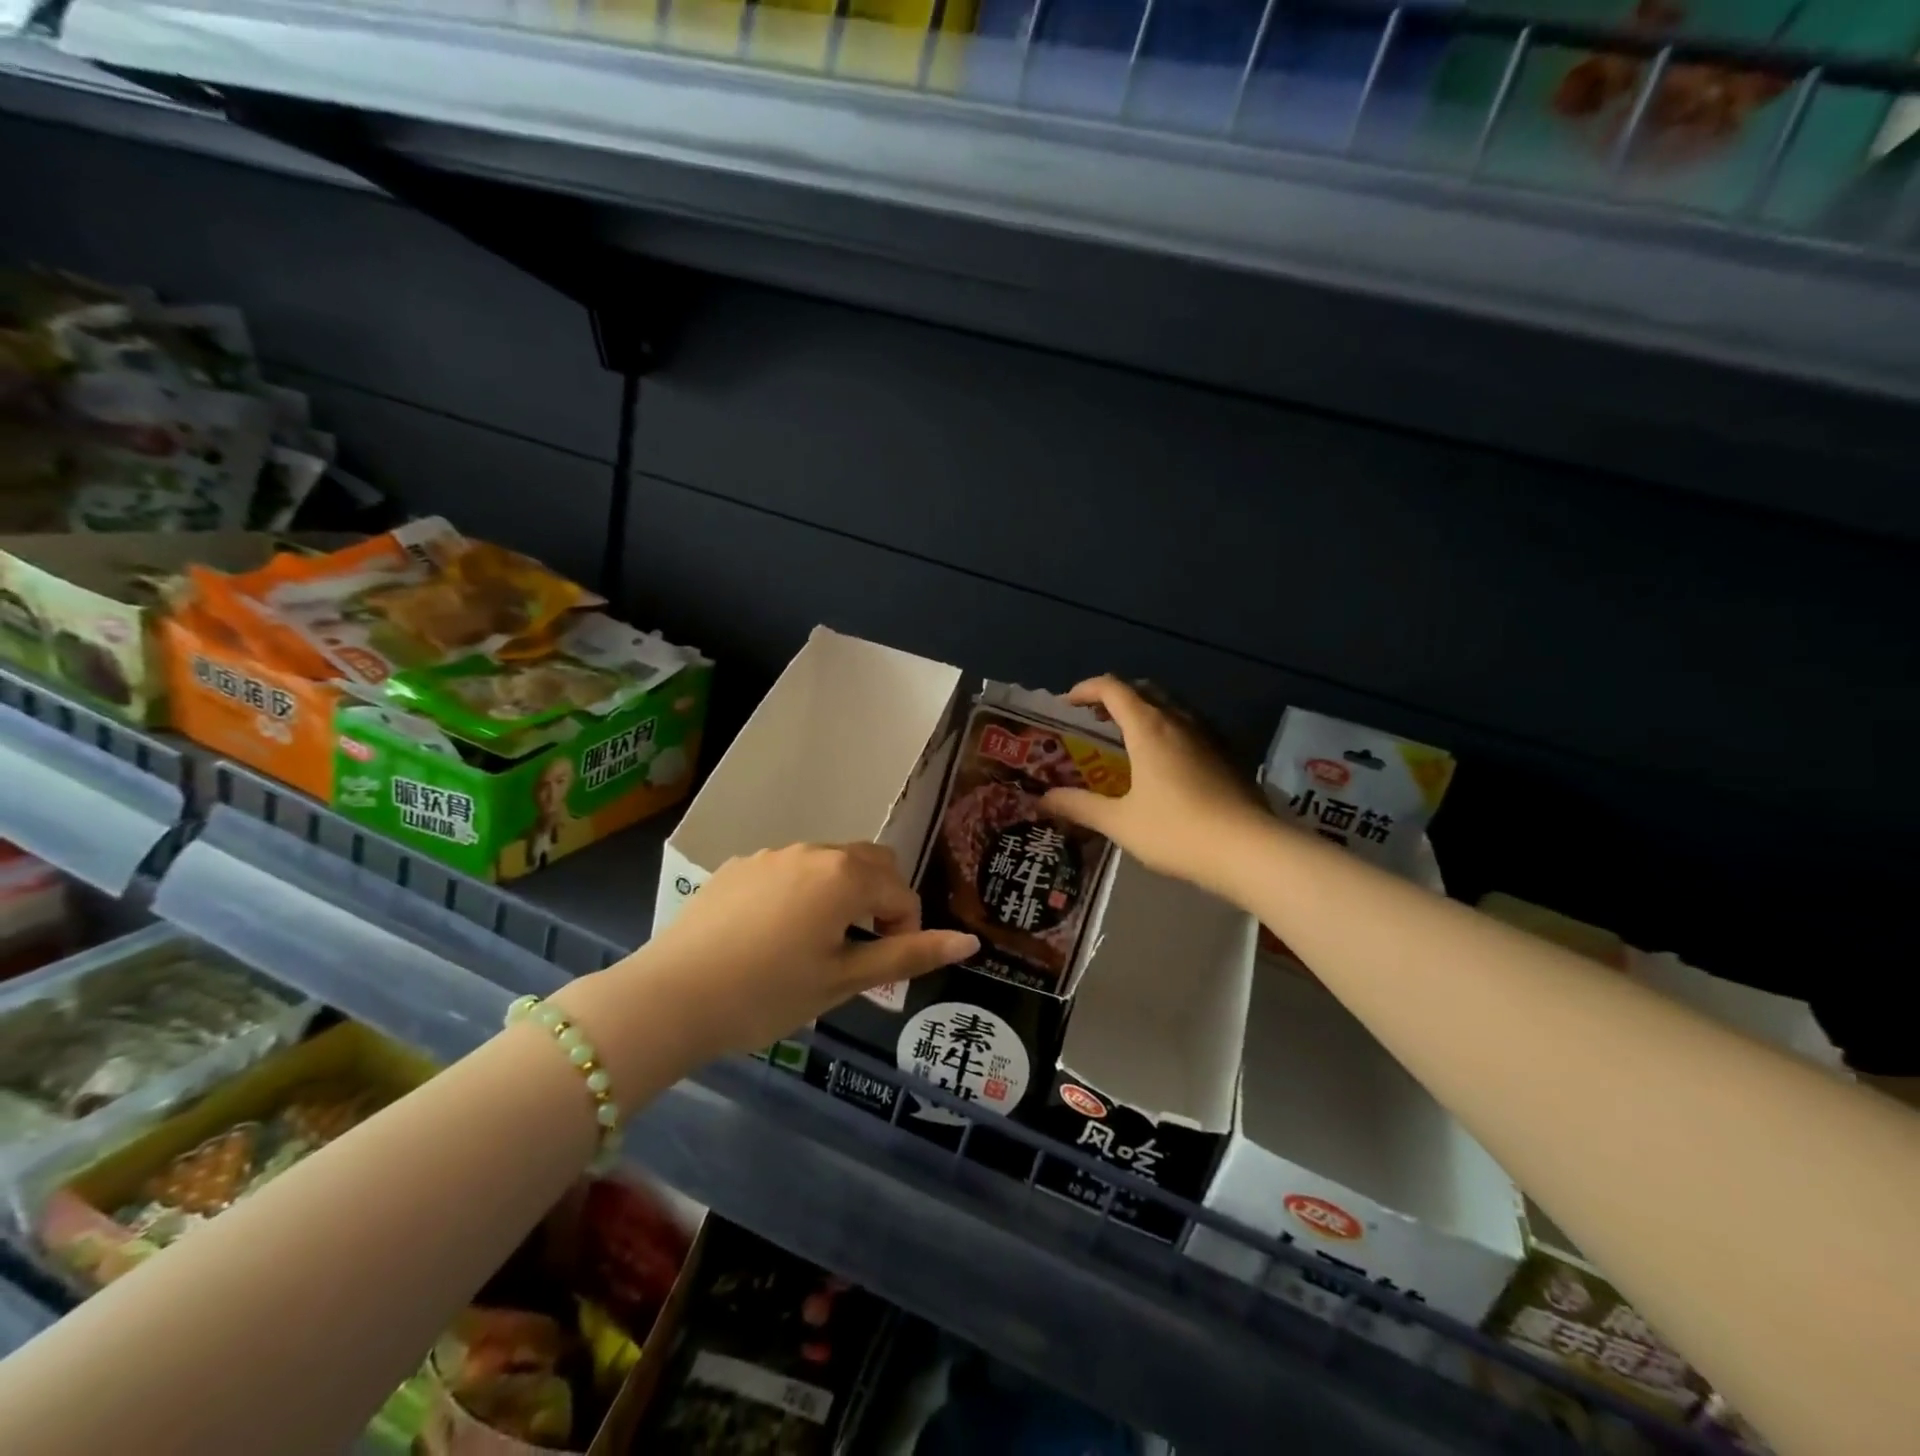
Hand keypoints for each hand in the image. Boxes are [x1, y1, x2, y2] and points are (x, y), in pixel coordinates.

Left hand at [621, 844, 976, 1063]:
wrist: (669, 998)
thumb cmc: (767, 995)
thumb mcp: (843, 982)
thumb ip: (908, 956)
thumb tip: (968, 942)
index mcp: (844, 876)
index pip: (901, 892)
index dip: (905, 929)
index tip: (884, 968)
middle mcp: (812, 851)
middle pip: (871, 862)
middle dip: (880, 899)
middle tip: (861, 949)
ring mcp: (772, 855)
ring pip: (829, 863)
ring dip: (841, 894)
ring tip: (817, 945)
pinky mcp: (739, 867)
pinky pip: (789, 870)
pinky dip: (801, 893)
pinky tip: (772, 936)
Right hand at [1043, 676, 1268, 900]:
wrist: (1249, 849)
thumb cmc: (1176, 831)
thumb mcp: (1119, 822)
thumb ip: (1079, 806)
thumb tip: (1042, 800)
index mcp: (1149, 728)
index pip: (1112, 689)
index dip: (1086, 689)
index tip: (1068, 703)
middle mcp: (1179, 721)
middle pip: (1143, 690)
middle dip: (1115, 697)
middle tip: (1095, 720)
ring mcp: (1209, 735)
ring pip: (1171, 706)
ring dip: (1144, 711)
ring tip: (1128, 737)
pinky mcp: (1228, 753)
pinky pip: (1191, 725)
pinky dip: (1168, 729)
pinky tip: (1166, 761)